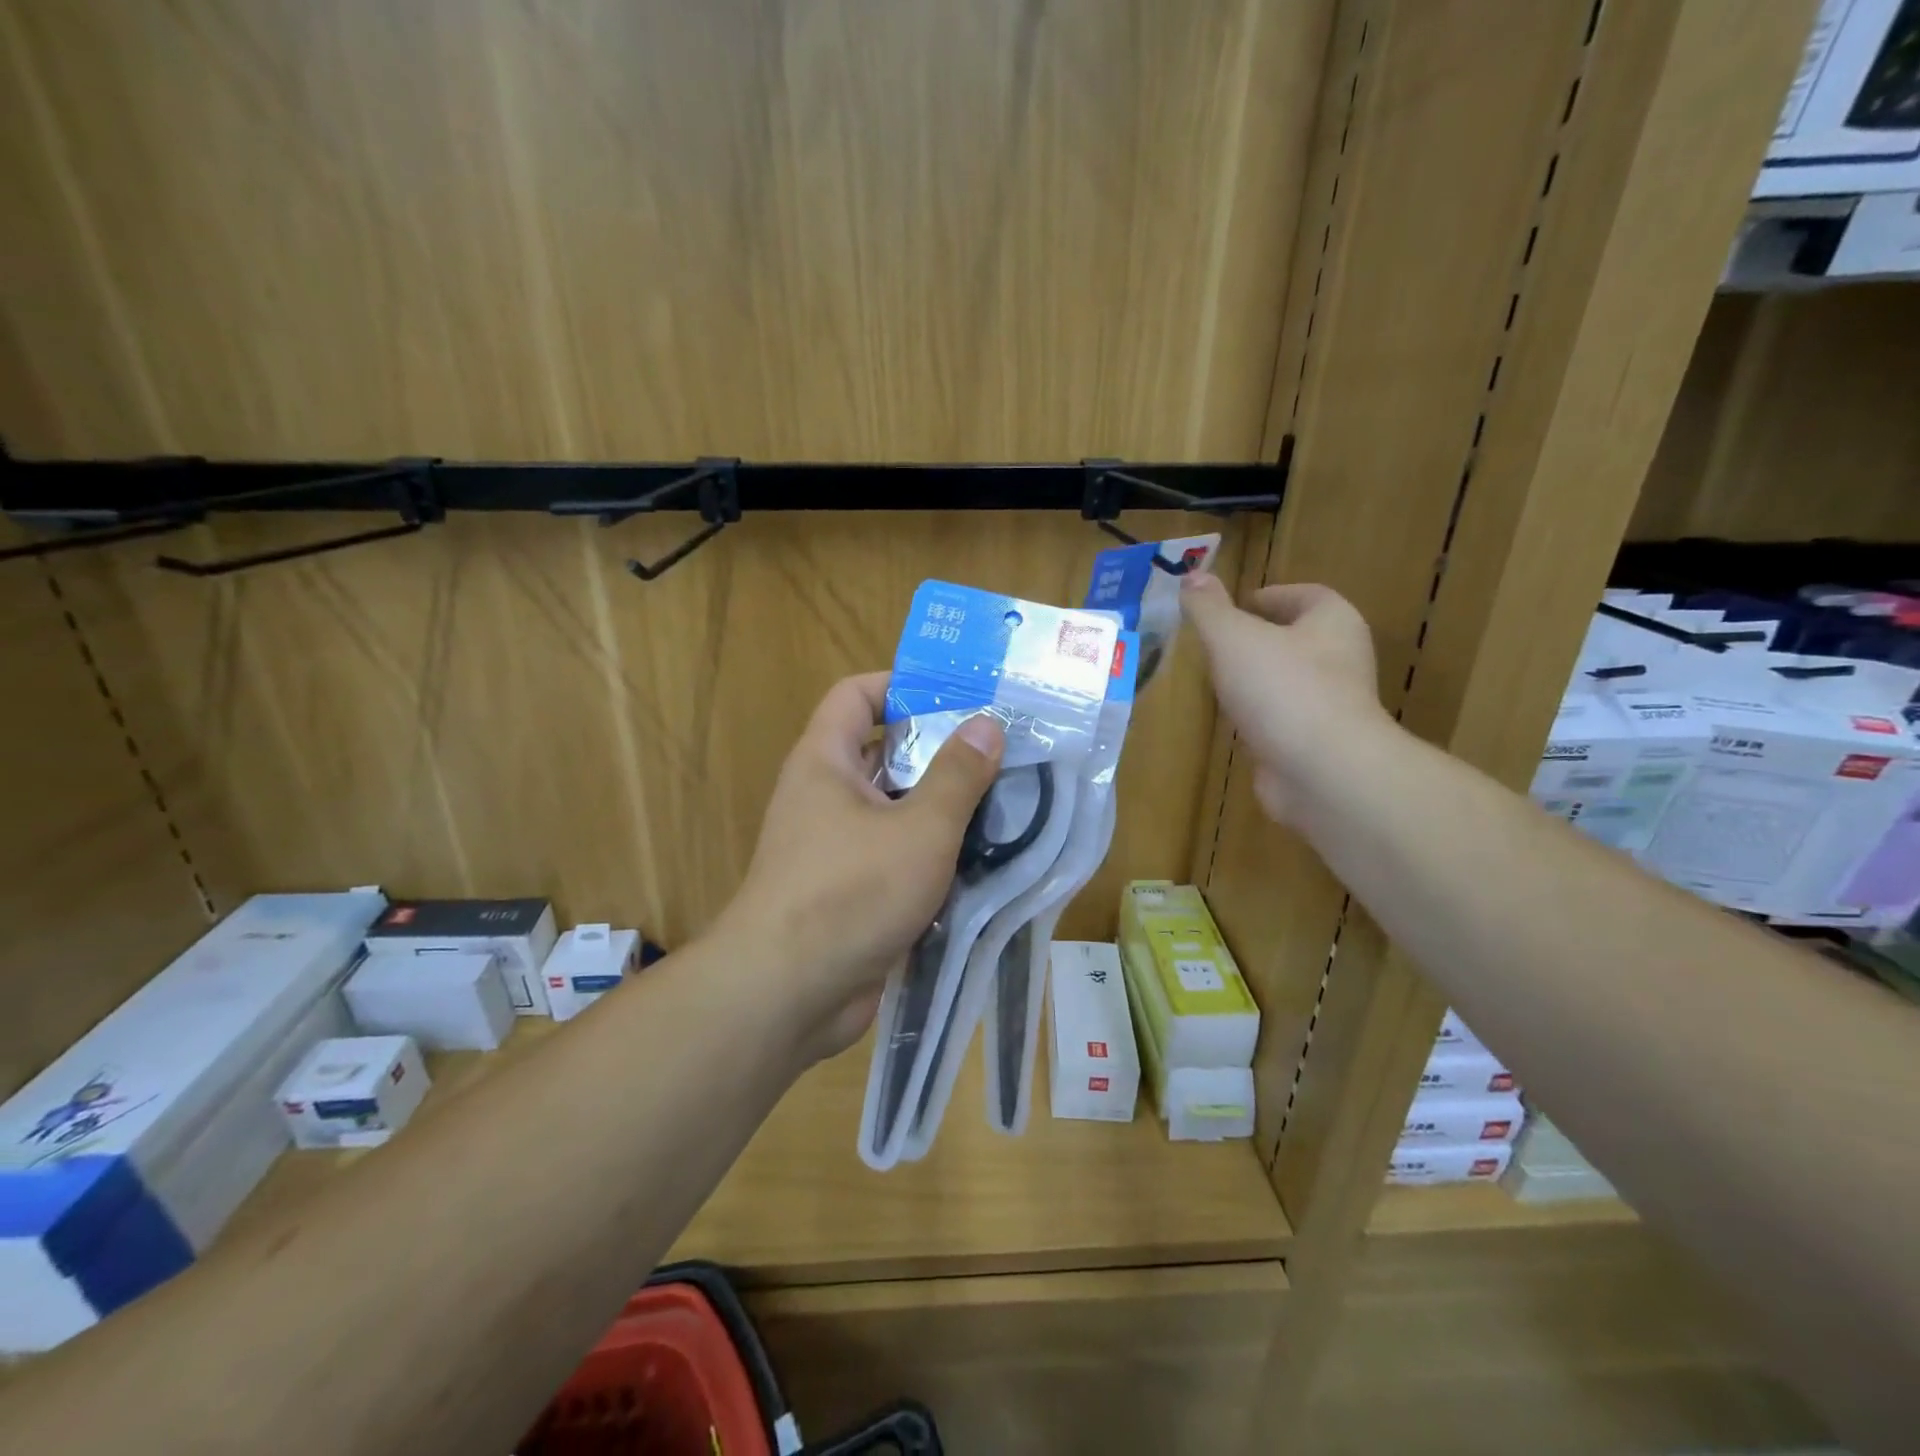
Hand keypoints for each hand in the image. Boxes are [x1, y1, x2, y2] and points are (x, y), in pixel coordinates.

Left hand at [714, 673, 1003, 1060]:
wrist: (787, 995)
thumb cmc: (850, 892)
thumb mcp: (919, 828)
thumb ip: (957, 775)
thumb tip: (986, 723)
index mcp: (825, 762)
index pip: (856, 694)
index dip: (902, 684)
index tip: (959, 695)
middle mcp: (825, 796)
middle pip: (884, 752)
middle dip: (940, 750)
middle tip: (1001, 750)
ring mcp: (836, 847)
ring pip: (897, 809)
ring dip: (944, 807)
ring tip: (1007, 800)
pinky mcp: (852, 891)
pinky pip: (897, 855)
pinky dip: (933, 853)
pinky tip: (985, 859)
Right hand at [1180, 573, 1389, 824]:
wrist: (1321, 771)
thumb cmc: (1282, 688)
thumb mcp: (1233, 637)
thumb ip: (1209, 608)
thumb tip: (1192, 576)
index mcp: (1333, 623)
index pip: (1307, 596)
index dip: (1272, 596)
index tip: (1238, 605)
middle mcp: (1341, 660)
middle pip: (1298, 639)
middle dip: (1260, 639)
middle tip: (1218, 643)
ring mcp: (1331, 706)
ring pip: (1289, 682)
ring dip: (1257, 681)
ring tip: (1217, 681)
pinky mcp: (1315, 745)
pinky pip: (1283, 721)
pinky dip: (1259, 718)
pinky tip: (1232, 723)